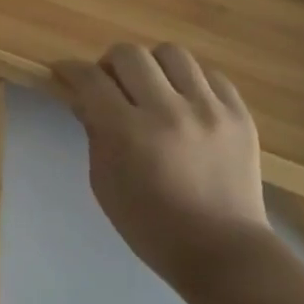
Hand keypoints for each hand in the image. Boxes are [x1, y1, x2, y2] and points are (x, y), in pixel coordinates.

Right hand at [53, 44, 273, 289]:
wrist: (222, 250)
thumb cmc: (149, 223)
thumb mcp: (103, 180)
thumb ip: (93, 132)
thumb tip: (83, 99)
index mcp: (127, 131)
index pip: (90, 79)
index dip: (70, 70)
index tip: (64, 72)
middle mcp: (168, 110)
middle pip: (129, 54)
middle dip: (109, 63)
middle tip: (109, 84)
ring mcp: (209, 110)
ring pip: (171, 54)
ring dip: (151, 66)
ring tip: (150, 88)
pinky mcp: (239, 115)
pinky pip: (209, 75)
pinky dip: (189, 81)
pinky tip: (184, 102)